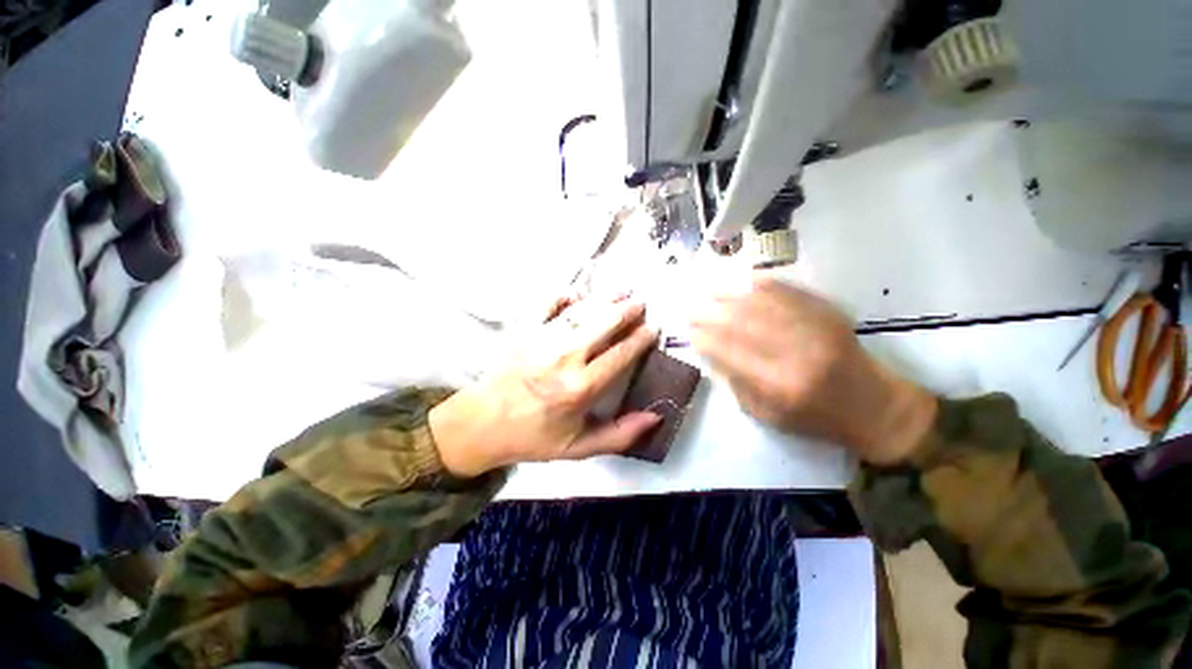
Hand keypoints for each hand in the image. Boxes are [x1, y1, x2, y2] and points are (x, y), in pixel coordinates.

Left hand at [429, 293, 661, 476]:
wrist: (482, 423)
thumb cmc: (533, 436)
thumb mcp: (579, 447)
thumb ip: (620, 435)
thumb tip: (655, 416)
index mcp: (581, 388)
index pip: (620, 355)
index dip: (640, 339)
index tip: (653, 329)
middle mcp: (564, 358)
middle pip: (604, 324)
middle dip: (627, 311)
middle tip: (641, 303)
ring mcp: (542, 339)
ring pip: (582, 311)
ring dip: (605, 298)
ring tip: (622, 291)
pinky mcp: (524, 329)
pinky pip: (548, 303)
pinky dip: (565, 295)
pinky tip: (578, 293)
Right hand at [690, 277, 936, 465]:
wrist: (873, 406)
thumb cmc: (814, 418)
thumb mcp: (767, 415)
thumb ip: (736, 383)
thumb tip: (712, 353)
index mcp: (777, 385)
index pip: (728, 353)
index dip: (705, 339)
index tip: (690, 333)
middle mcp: (795, 353)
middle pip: (741, 324)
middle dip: (711, 314)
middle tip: (692, 309)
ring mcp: (815, 329)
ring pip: (762, 304)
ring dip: (732, 295)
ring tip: (711, 291)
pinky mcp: (829, 314)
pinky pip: (790, 293)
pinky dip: (765, 284)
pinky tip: (745, 281)